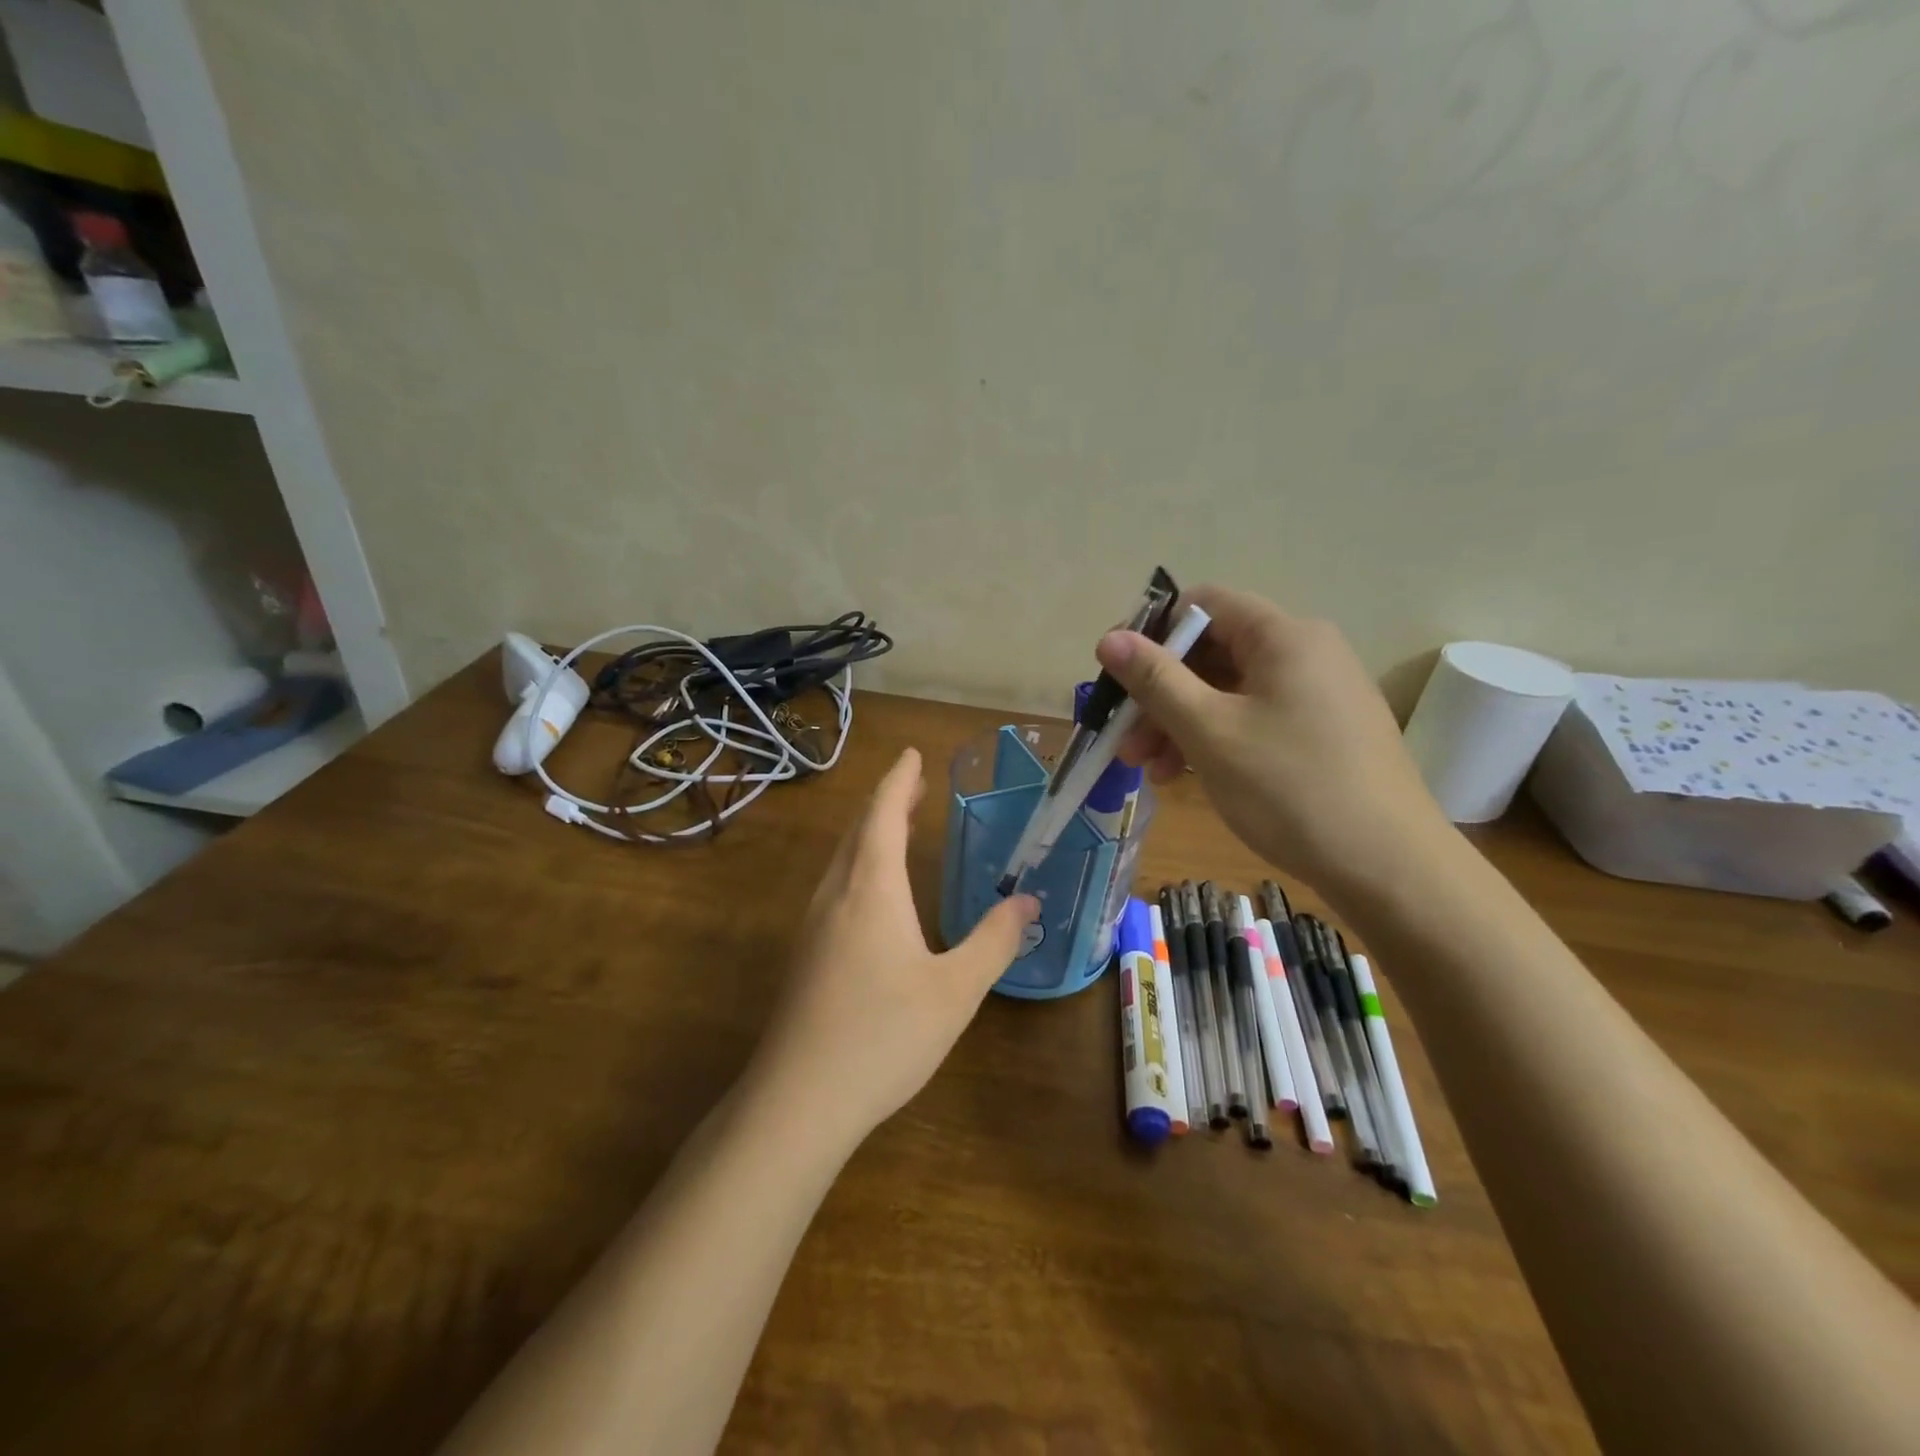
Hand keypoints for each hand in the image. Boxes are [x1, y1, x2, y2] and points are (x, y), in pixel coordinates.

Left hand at [747, 747, 1039, 1145]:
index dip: (900, 780)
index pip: (884, 814)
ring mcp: (813, 925)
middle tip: (913, 785)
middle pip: (859, 831)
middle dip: (887, 802)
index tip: (913, 754)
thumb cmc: (884, 1035)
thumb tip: (1026, 900)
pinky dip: (858, 865)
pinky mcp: (805, 955)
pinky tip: (871, 894)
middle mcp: (836, 894)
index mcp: (871, 888)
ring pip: (842, 859)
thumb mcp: (956, 990)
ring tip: (895, 827)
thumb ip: (994, 941)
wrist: (798, 1100)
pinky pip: (835, 886)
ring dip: (870, 833)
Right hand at [1098, 585, 1451, 901]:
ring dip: (1181, 723)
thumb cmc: (1290, 788)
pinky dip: (1215, 739)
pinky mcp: (1324, 732)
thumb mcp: (1209, 732)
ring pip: (1229, 691)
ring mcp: (1319, 694)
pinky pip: (1254, 718)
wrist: (1389, 867)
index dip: (1152, 632)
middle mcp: (1306, 652)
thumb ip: (1155, 680)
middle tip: (1127, 742)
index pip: (1204, 604)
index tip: (1115, 676)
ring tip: (1151, 771)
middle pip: (1212, 652)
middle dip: (1160, 694)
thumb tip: (1109, 638)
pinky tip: (1188, 777)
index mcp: (1283, 636)